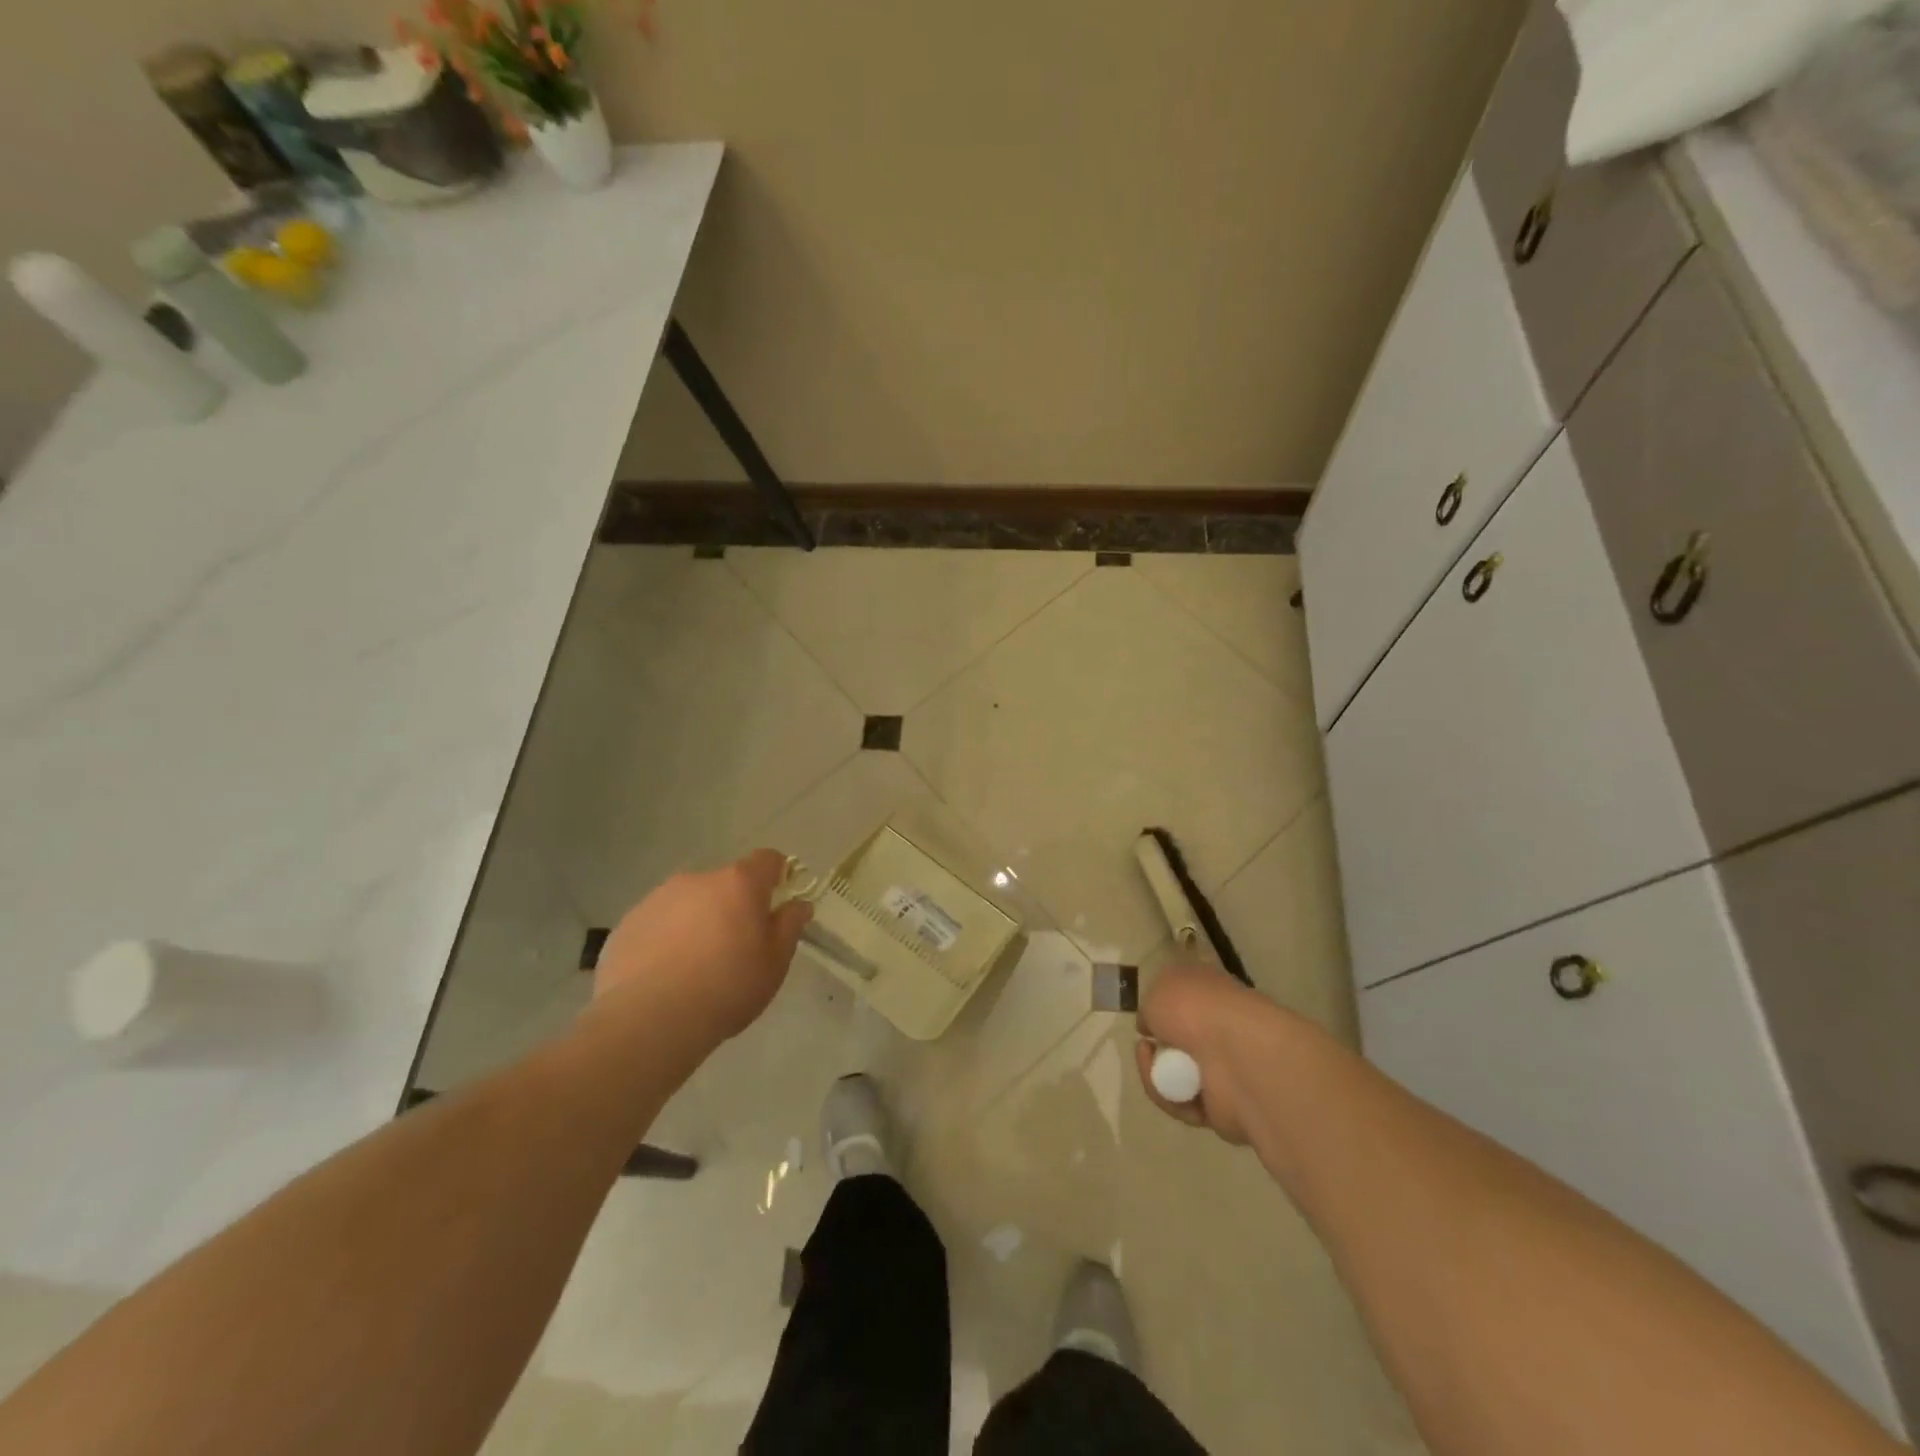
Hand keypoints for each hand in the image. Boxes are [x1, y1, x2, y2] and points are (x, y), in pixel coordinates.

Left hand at [590, 849, 812, 1046]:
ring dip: (697, 922)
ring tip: (694, 967)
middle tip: (735, 948)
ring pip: (688, 903)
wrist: (650, 1020)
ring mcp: (657, 899)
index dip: (777, 877)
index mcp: (738, 883)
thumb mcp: (775, 962)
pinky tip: (664, 977)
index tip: (777, 904)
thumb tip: (798, 904)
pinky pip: (657, 925)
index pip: (767, 860)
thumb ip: (789, 926)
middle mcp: (697, 880)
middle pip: (724, 884)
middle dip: (733, 906)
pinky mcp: (627, 925)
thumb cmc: (727, 987)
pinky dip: (665, 941)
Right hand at [1134, 961, 1270, 1144]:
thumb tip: (1152, 1025)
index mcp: (1213, 994)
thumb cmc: (1195, 1008)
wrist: (1236, 1055)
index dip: (1166, 1004)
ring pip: (1177, 1075)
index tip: (1147, 1013)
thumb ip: (1151, 1006)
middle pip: (1180, 1041)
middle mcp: (1221, 1029)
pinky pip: (1183, 1105)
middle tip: (1144, 1043)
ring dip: (1155, 1071)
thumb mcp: (1159, 988)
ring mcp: (1224, 1069)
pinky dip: (1168, 1097)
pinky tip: (1162, 1085)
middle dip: (1156, 1045)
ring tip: (1147, 1058)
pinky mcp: (1222, 1107)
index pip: (1190, 997)